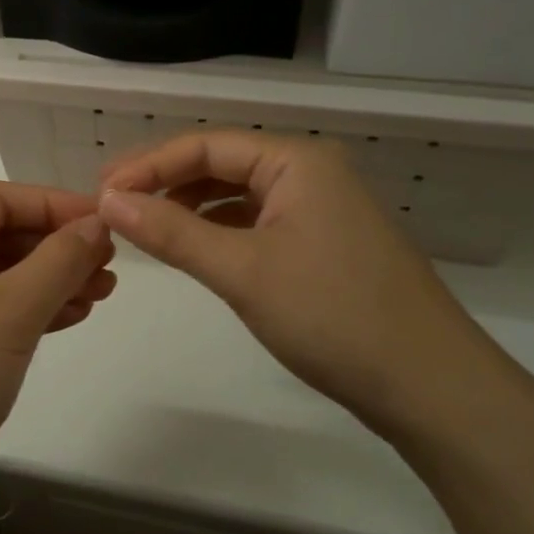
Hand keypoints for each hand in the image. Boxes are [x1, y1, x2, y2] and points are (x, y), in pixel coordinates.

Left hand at [0, 183, 116, 509]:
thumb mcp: (11, 311)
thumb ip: (60, 260)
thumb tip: (97, 223)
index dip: (57, 206)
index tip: (108, 224)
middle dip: (56, 249)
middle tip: (109, 269)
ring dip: (45, 283)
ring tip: (98, 298)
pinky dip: (20, 312)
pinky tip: (62, 320)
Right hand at [97, 131, 503, 436]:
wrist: (432, 388)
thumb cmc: (334, 316)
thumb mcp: (242, 271)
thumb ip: (171, 232)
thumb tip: (108, 201)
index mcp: (297, 161)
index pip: (205, 144)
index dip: (148, 165)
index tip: (100, 193)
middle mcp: (311, 173)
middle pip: (222, 163)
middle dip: (166, 182)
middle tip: (114, 207)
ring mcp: (321, 209)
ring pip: (239, 193)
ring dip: (190, 206)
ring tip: (144, 227)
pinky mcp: (325, 244)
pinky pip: (258, 221)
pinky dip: (220, 230)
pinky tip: (195, 248)